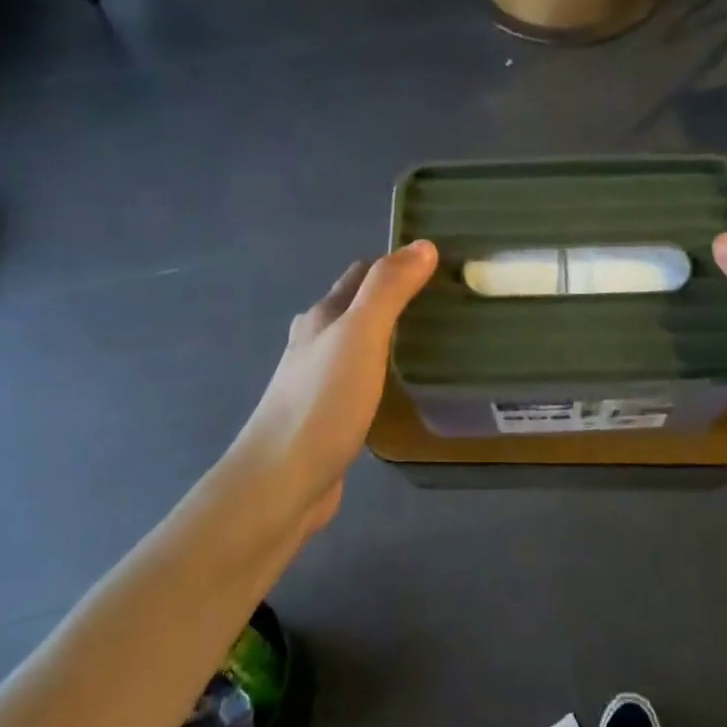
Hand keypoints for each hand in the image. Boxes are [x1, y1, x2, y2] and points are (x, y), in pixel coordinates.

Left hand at [232, 241, 437, 531]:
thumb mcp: (360, 335)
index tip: (440, 263)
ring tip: (434, 337)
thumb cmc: (322, 402)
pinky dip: (383, 371)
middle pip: (358, 307)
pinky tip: (404, 385)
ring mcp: (318, 381)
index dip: (397, 263)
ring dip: (389, 335)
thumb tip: (423, 244)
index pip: (363, 273)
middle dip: (395, 297)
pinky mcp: (327, 416)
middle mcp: (315, 342)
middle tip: (446, 300)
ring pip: (358, 344)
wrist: (280, 482)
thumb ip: (389, 289)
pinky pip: (361, 380)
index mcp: (322, 317)